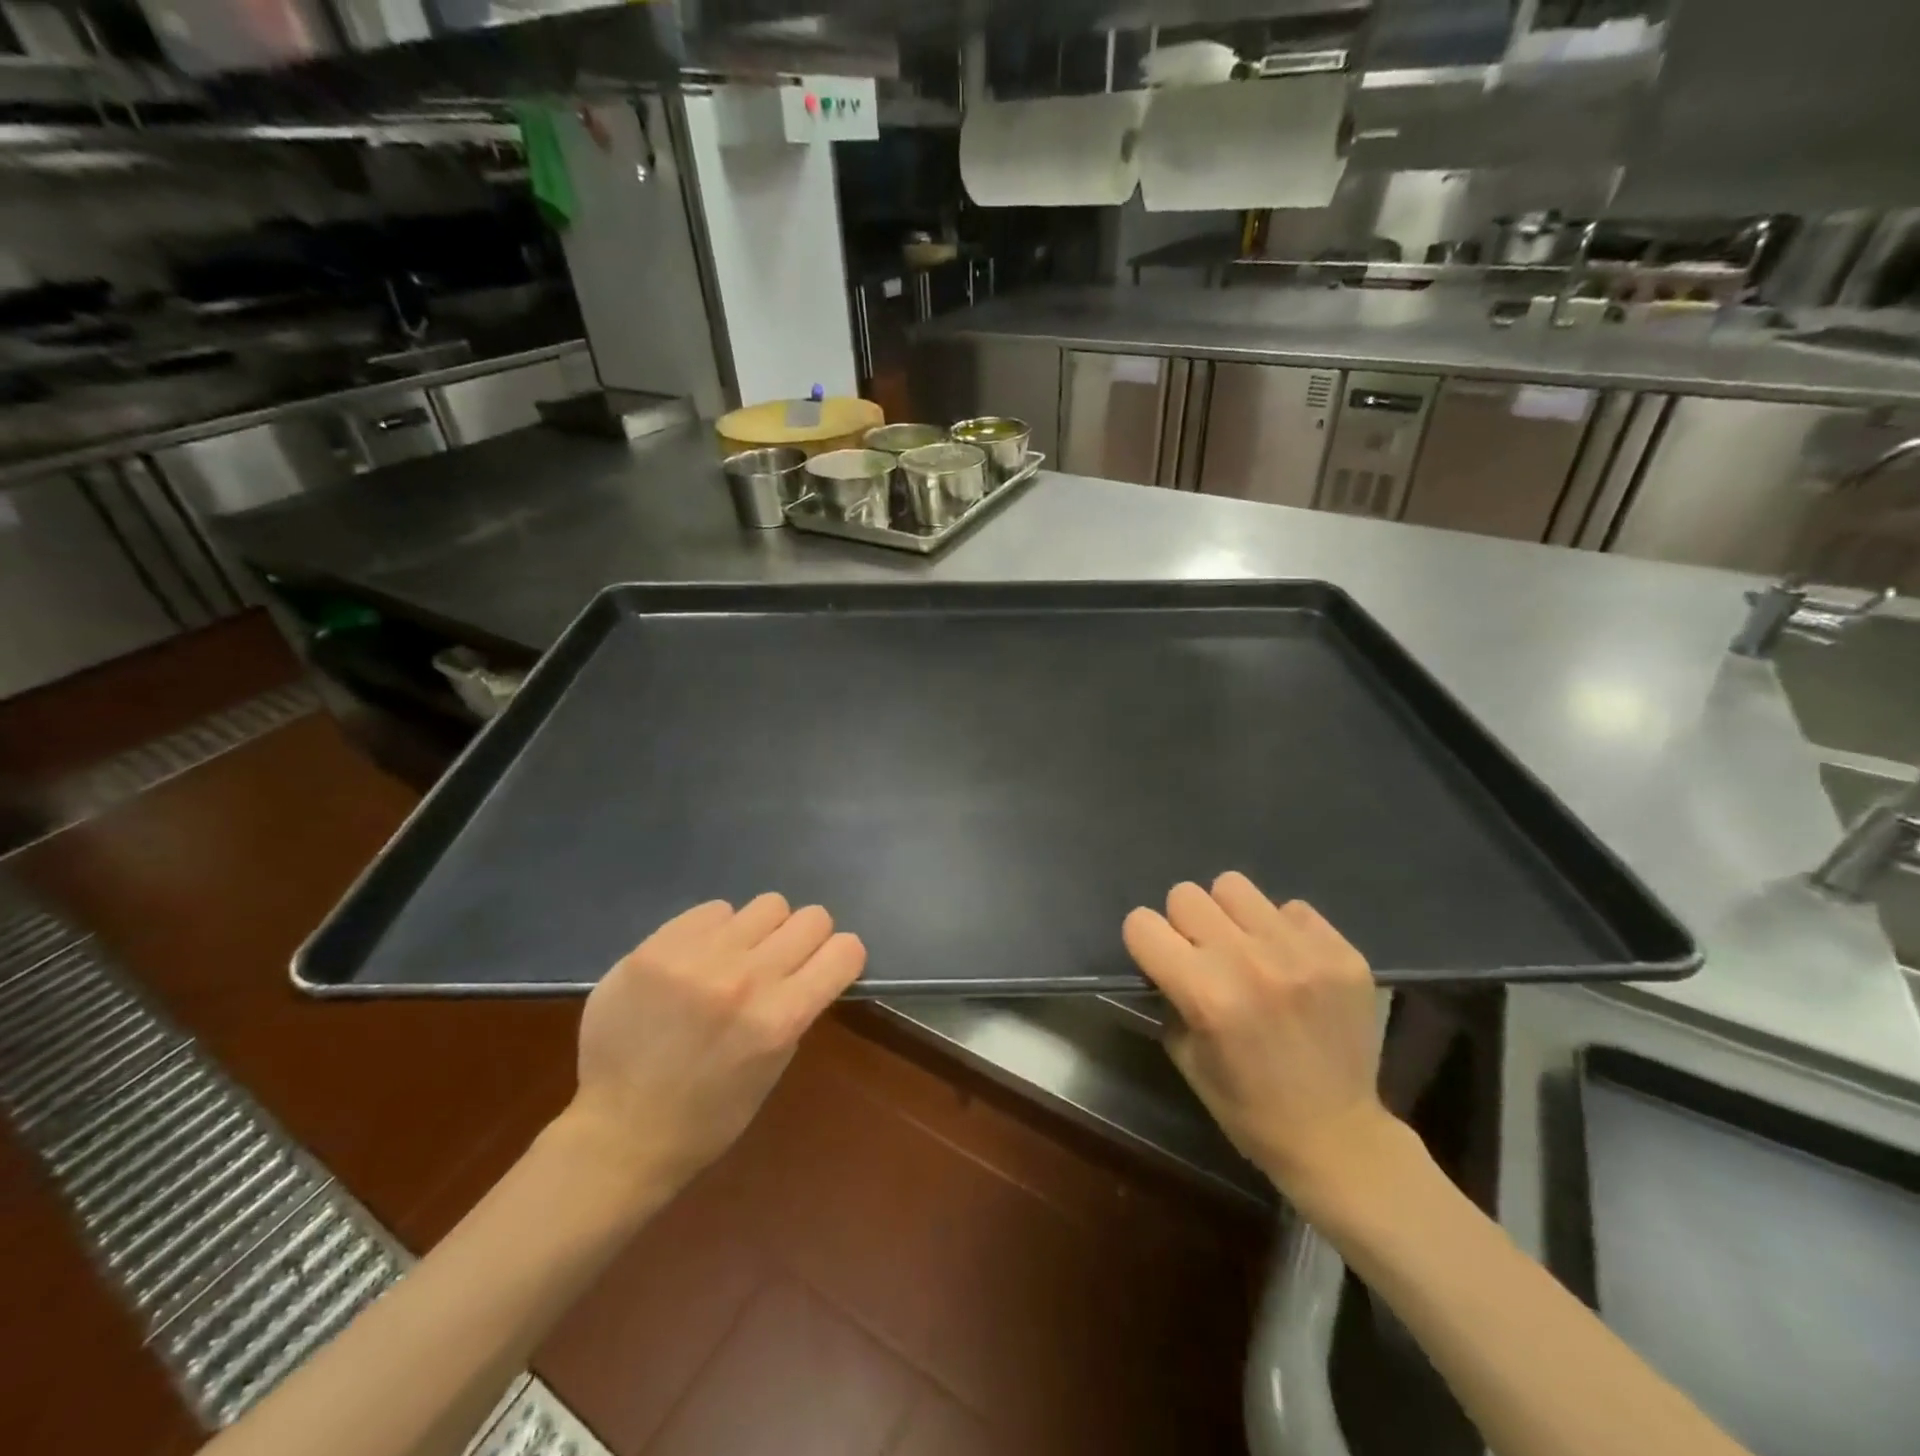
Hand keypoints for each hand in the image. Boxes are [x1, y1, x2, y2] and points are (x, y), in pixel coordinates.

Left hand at [563, 894, 865, 1191]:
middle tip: (780, 963)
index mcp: (781, 1018)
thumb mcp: (774, 1066)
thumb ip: (796, 1008)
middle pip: (812, 917)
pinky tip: (696, 961)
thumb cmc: (708, 1115)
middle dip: (805, 939)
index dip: (841, 958)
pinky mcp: (657, 946)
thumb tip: (811, 965)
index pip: (846, 949)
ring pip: (768, 904)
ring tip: (735, 959)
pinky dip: (715, 931)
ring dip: (761, 931)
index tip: (825, 970)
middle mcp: (746, 978)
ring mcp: (698, 957)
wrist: (618, 1132)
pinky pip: (714, 909)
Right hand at [1122, 873, 1394, 1205]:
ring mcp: (1300, 952)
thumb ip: (1170, 993)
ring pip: (1234, 886)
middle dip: (1185, 924)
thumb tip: (1168, 953)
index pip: (1142, 923)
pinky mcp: (1341, 952)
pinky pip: (1292, 907)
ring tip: (1248, 950)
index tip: (1160, 960)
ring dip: (1230, 916)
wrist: (1338, 1138)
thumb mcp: (1184, 1054)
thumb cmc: (1248, 1108)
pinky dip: (1282, 931)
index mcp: (1205, 994)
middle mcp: (1249, 962)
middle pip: (1185, 895)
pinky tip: (1292, 966)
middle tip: (1205, 956)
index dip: (1146, 942)